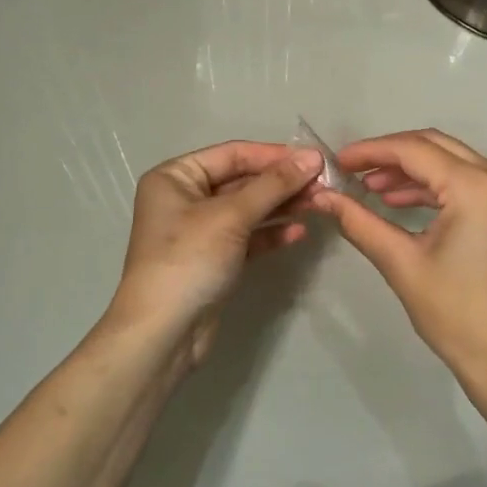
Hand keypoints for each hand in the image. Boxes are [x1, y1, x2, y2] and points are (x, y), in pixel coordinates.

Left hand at [104, 141, 322, 369]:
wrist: (163, 333)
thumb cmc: (189, 260)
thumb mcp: (231, 216)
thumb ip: (274, 185)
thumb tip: (313, 157)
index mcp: (176, 177)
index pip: (232, 154)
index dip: (274, 155)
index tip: (315, 158)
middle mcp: (185, 198)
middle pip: (242, 181)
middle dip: (281, 182)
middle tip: (323, 184)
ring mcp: (199, 231)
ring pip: (248, 209)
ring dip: (282, 206)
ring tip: (318, 204)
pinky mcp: (214, 259)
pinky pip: (248, 236)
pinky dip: (271, 233)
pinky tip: (299, 232)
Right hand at [312, 130, 486, 386]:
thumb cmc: (454, 312)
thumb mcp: (401, 263)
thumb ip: (360, 222)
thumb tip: (321, 198)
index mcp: (475, 186)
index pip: (414, 150)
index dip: (371, 151)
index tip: (337, 161)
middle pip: (435, 146)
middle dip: (391, 155)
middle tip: (352, 171)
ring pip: (452, 162)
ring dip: (412, 171)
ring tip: (371, 189)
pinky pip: (468, 182)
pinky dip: (434, 187)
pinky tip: (400, 203)